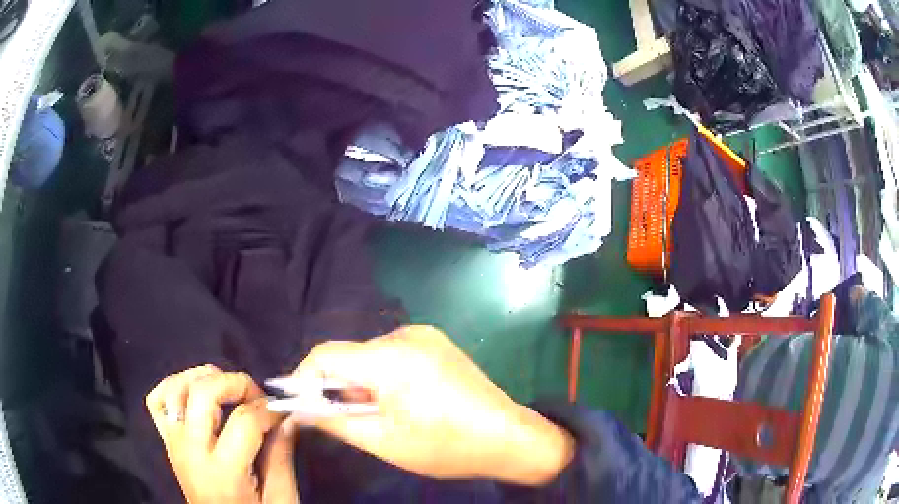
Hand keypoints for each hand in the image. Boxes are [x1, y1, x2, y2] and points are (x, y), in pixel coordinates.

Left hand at [145, 366, 298, 503]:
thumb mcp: (280, 500)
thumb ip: (281, 458)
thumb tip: (286, 419)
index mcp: (224, 472)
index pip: (244, 421)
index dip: (269, 409)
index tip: (283, 411)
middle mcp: (191, 451)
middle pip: (203, 393)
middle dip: (235, 383)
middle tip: (256, 396)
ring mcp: (174, 444)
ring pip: (175, 388)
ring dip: (203, 378)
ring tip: (227, 389)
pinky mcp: (167, 442)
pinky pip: (156, 400)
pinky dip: (173, 386)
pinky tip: (193, 391)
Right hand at [281, 325, 573, 485]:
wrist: (510, 438)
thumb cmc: (446, 447)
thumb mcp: (383, 441)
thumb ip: (333, 420)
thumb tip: (298, 408)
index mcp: (391, 357)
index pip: (325, 354)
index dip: (304, 379)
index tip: (299, 405)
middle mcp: (405, 335)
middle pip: (348, 355)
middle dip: (335, 387)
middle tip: (342, 420)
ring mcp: (424, 336)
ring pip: (368, 357)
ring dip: (360, 384)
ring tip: (378, 417)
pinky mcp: (435, 343)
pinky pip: (391, 356)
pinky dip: (382, 378)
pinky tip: (401, 403)